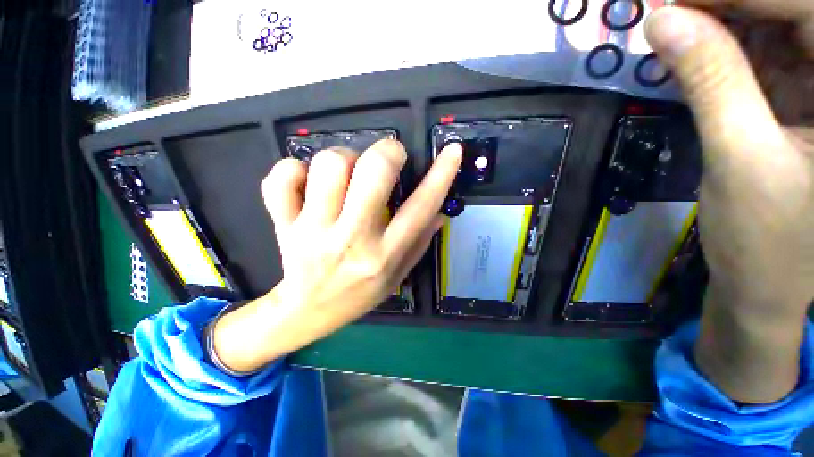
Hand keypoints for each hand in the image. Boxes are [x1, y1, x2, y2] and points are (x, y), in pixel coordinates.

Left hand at [211, 140, 462, 372]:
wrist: (308, 311)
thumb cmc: (360, 293)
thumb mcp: (398, 275)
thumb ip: (421, 242)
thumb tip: (441, 211)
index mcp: (385, 255)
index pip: (420, 208)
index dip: (441, 175)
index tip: (452, 151)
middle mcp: (352, 240)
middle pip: (372, 173)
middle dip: (386, 153)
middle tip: (386, 158)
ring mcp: (312, 231)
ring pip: (329, 166)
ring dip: (343, 158)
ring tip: (346, 173)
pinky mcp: (283, 224)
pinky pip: (281, 179)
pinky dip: (293, 170)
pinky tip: (306, 182)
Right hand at [645, 1, 813, 401]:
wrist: (768, 284)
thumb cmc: (765, 241)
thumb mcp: (739, 157)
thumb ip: (709, 80)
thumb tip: (662, 21)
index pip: (804, 7)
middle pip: (791, 10)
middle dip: (728, 3)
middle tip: (669, 7)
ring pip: (776, 26)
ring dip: (724, 20)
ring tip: (675, 24)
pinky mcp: (804, 99)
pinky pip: (768, 51)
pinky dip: (729, 43)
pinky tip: (696, 47)